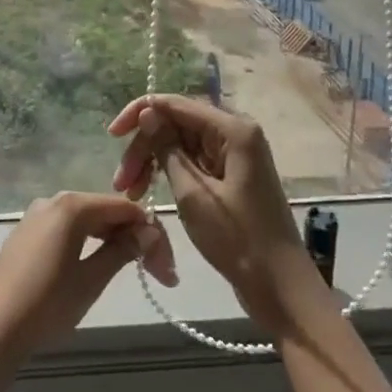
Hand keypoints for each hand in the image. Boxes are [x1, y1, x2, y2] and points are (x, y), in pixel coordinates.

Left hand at [0, 193, 175, 391]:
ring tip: (134, 271)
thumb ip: (122, 251)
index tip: (168, 271)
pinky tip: (99, 264)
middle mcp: (53, 201)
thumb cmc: (47, 304)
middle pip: (106, 211)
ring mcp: (36, 216)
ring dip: (114, 241)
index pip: (125, 209)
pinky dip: (89, 243)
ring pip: (87, 221)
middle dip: (135, 238)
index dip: (152, 235)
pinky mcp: (26, 235)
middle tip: (159, 275)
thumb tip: (147, 232)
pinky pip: (67, 229)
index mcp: (72, 206)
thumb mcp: (91, 280)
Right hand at [108, 94, 327, 334]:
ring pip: (181, 143)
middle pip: (177, 123)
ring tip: (131, 192)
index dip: (140, 114)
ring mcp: (234, 155)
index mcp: (233, 129)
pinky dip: (170, 173)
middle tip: (120, 181)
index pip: (175, 104)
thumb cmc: (238, 239)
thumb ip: (167, 148)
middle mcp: (235, 133)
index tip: (112, 136)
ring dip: (153, 162)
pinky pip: (193, 162)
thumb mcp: (194, 193)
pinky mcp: (231, 176)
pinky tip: (150, 192)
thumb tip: (148, 112)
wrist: (280, 287)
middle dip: (145, 146)